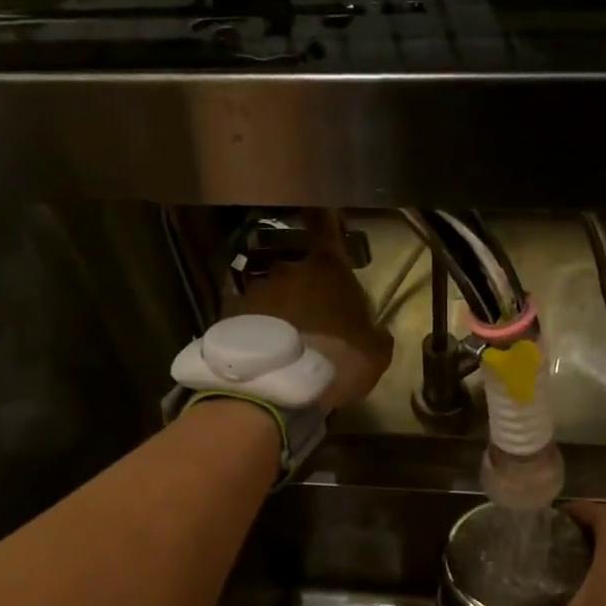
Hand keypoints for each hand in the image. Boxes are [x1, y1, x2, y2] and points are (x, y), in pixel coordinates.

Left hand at [230, 210, 392, 411]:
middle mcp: (289, 269)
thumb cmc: (339, 363)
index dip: (327, 221)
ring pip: (272, 293)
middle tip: (314, 317)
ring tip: (283, 340)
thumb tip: (374, 330)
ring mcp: (255, 290)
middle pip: (299, 269)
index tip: (326, 215)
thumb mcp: (377, 354)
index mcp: (329, 269)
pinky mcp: (229, 315)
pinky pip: (247, 315)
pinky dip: (254, 327)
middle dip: (306, 288)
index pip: (327, 228)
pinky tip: (260, 350)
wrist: (280, 389)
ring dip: (279, 309)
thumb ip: (376, 332)